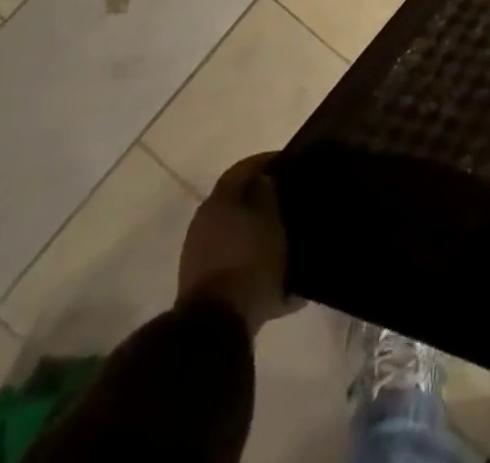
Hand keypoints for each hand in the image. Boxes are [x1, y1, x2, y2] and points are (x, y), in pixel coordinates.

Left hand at [177, 153, 288, 331]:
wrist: (215, 328)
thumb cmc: (249, 261)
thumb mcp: (271, 220)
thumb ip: (268, 193)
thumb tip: (265, 181)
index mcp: (220, 199)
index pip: (245, 167)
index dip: (268, 161)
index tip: (290, 162)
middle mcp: (204, 221)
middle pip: (238, 200)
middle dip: (263, 200)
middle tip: (290, 202)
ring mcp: (199, 254)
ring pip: (236, 233)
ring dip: (258, 234)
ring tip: (287, 241)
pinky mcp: (202, 284)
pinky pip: (233, 263)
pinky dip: (252, 262)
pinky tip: (277, 277)